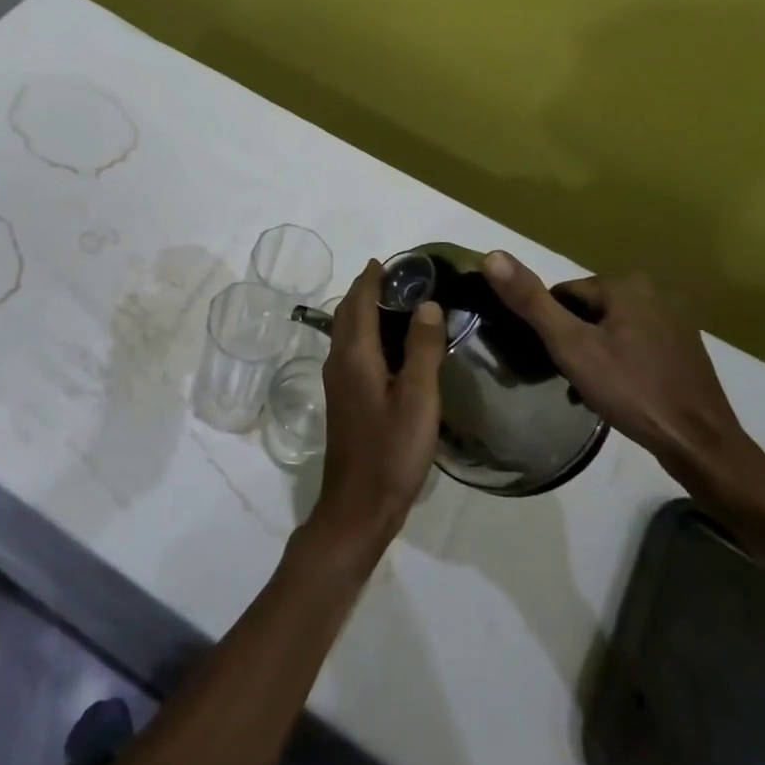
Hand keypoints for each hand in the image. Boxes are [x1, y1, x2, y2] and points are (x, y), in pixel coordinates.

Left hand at [310, 261, 445, 551]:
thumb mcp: (418, 400)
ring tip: (392, 301)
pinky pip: (351, 350)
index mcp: (355, 355)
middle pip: (348, 313)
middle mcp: (339, 361)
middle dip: (365, 290)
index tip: (386, 260)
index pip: (359, 303)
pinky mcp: (343, 398)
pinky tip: (386, 345)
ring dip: (363, 310)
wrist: (358, 504)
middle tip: (395, 276)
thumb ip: (422, 350)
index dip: (371, 279)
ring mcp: (338, 381)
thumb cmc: (391, 451)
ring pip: (347, 332)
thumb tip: (426, 303)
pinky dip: (364, 333)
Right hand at [482, 252, 753, 486]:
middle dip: (574, 342)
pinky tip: (620, 392)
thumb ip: (531, 301)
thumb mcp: (570, 346)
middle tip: (572, 378)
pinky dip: (621, 363)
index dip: (552, 330)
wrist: (700, 444)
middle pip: (587, 311)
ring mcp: (675, 319)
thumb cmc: (631, 390)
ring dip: (595, 354)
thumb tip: (491, 255)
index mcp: (625, 283)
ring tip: (593, 390)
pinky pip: (635, 344)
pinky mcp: (685, 346)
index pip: (562, 296)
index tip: (556, 361)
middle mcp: (654, 290)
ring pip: (610, 329)